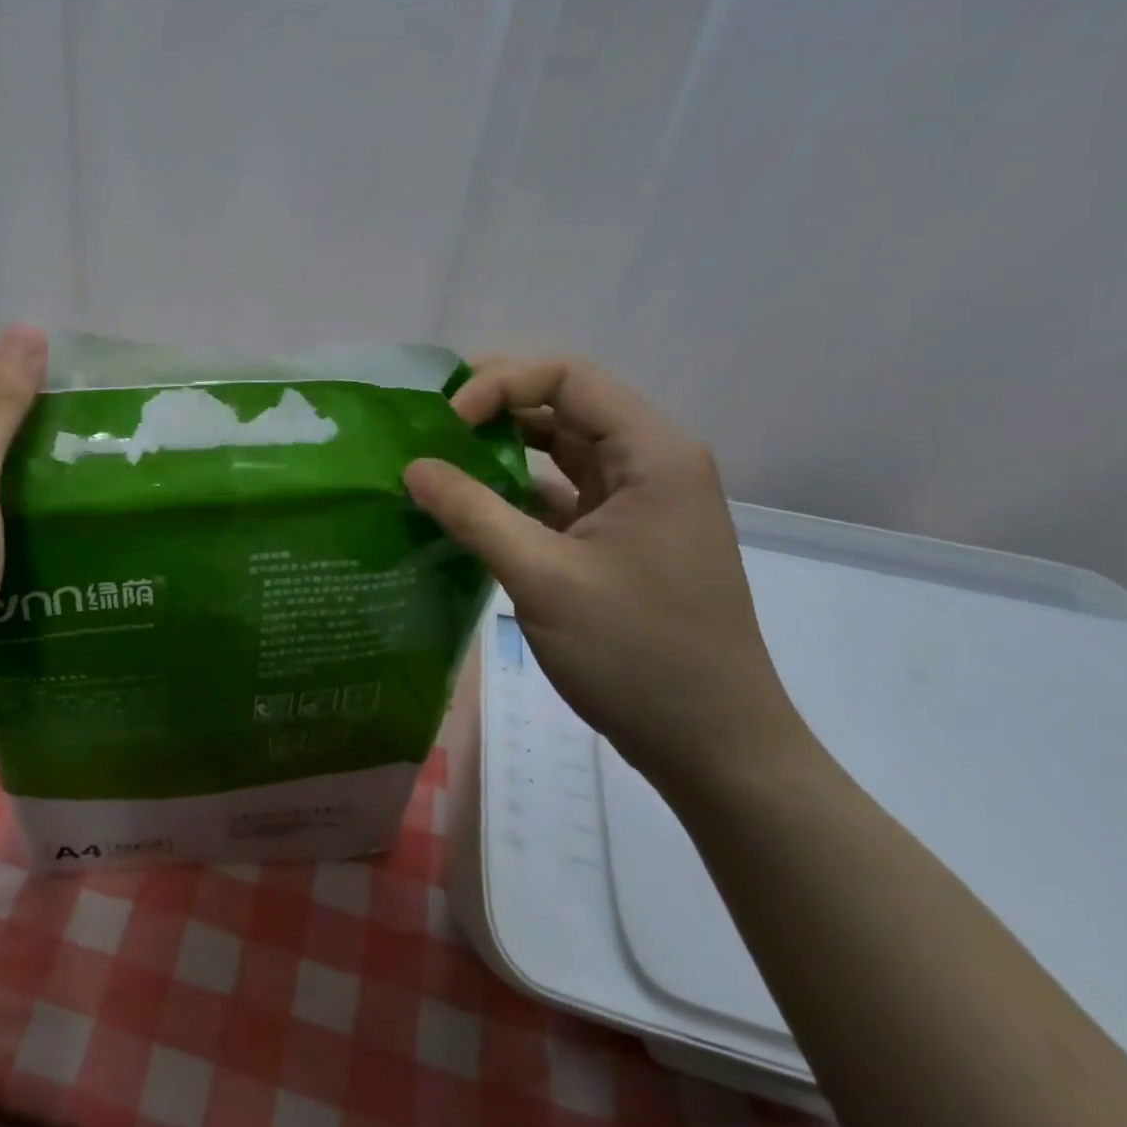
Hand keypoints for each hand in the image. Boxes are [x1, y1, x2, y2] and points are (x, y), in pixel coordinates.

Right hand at [405, 355, 810, 795]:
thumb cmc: (638, 653)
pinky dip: (514, 491)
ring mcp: (637, 502)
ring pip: (561, 448)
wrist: (714, 748)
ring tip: (439, 458)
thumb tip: (412, 467)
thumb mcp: (543, 577)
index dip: (500, 385)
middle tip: (431, 426)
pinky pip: (560, 493)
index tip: (447, 424)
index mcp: (651, 455)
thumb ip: (473, 512)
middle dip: (495, 406)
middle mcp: (650, 463)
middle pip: (565, 403)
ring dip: (502, 448)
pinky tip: (467, 506)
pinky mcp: (620, 537)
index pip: (568, 377)